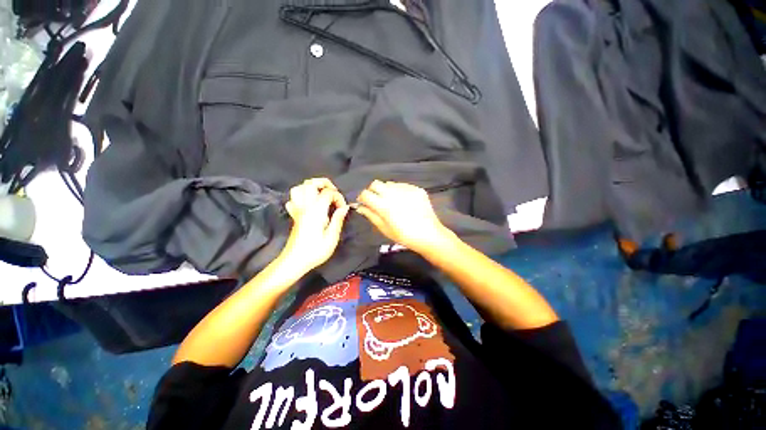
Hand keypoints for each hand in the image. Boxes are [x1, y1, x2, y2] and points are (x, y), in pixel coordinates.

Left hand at [280, 178, 349, 272]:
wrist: (294, 261)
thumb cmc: (315, 251)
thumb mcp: (332, 237)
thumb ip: (338, 219)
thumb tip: (344, 207)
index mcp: (316, 211)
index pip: (328, 193)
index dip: (338, 197)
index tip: (342, 209)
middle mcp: (305, 206)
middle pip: (310, 183)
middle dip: (324, 183)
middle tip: (333, 193)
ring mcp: (298, 210)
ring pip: (299, 188)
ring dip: (312, 187)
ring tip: (322, 194)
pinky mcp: (294, 216)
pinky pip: (293, 200)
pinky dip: (301, 197)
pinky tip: (309, 203)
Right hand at [356, 180, 452, 253]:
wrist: (429, 235)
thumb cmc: (404, 236)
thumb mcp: (384, 229)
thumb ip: (371, 215)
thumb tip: (360, 206)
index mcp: (384, 206)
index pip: (366, 194)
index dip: (362, 198)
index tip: (365, 203)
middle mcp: (394, 194)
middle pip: (376, 184)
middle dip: (373, 191)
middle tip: (377, 201)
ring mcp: (406, 190)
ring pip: (389, 183)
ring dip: (386, 191)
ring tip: (392, 202)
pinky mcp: (416, 189)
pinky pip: (402, 185)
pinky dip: (398, 191)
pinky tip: (403, 202)